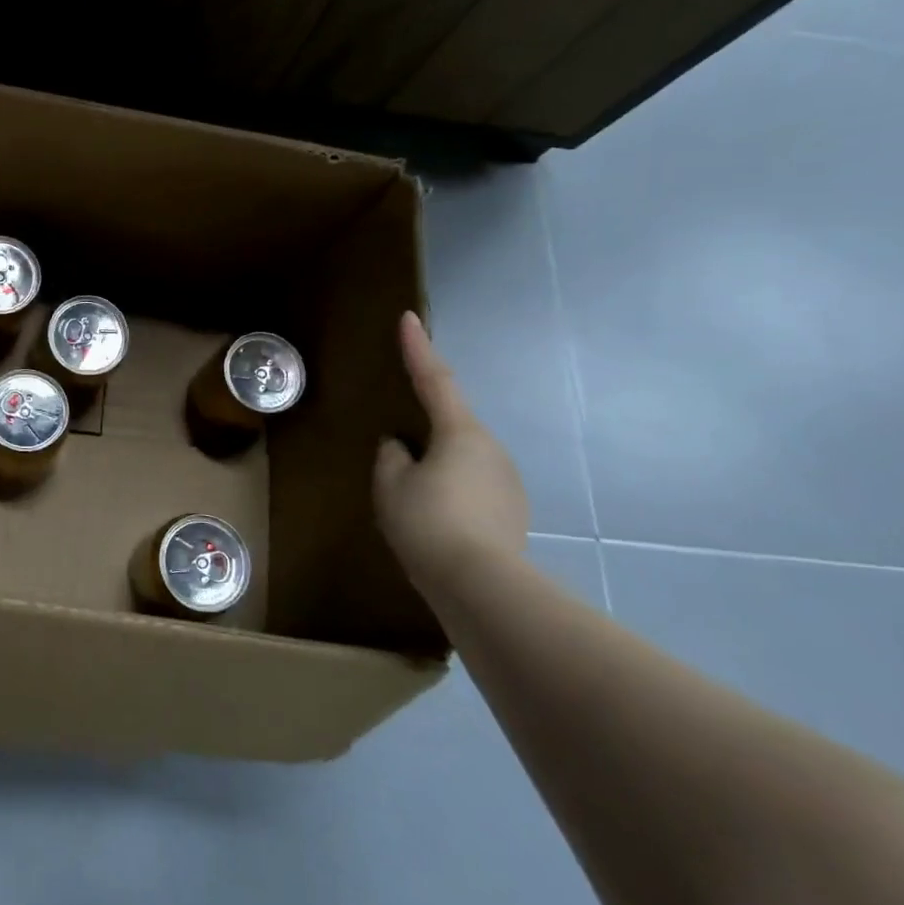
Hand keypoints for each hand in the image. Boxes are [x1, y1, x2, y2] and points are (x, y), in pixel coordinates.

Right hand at [374, 311, 529, 598]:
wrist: (480, 587)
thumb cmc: (427, 523)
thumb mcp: (390, 484)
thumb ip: (391, 456)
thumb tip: (400, 447)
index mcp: (460, 433)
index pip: (435, 379)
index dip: (418, 347)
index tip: (409, 317)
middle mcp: (491, 449)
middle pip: (450, 427)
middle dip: (425, 434)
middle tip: (398, 459)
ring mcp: (507, 483)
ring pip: (462, 461)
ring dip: (438, 469)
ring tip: (414, 503)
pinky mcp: (512, 513)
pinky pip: (473, 489)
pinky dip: (452, 495)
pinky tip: (436, 523)